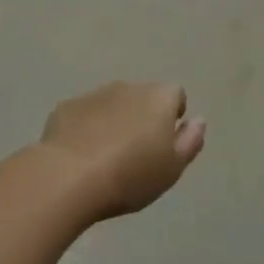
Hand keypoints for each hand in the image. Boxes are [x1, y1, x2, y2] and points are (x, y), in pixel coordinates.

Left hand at [39, 81, 205, 220]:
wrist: (68, 177)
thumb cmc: (130, 175)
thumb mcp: (172, 168)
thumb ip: (190, 141)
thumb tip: (198, 121)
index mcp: (158, 98)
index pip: (176, 94)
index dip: (173, 116)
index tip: (165, 142)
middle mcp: (128, 87)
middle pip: (143, 97)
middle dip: (142, 117)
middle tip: (137, 154)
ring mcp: (94, 94)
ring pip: (112, 104)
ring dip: (114, 121)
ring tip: (107, 158)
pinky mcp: (66, 107)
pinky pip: (84, 114)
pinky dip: (86, 128)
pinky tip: (80, 156)